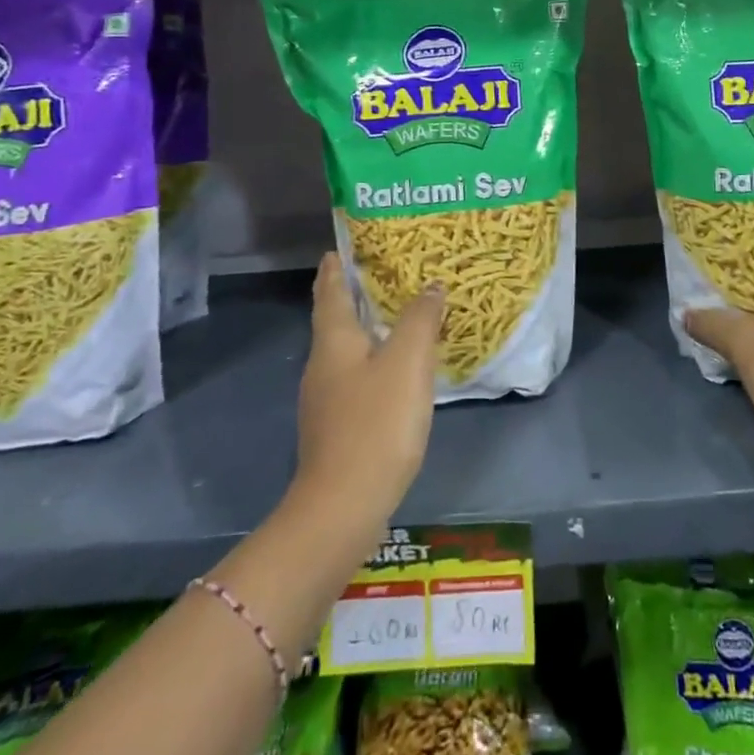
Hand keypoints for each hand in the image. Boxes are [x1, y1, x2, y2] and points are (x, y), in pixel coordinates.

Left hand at [294, 253, 445, 525]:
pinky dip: (374, 362)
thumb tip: (430, 286)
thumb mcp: (407, 363)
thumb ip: (420, 319)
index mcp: (334, 342)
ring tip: (397, 317)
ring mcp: (326, 400)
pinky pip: (356, 379)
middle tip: (383, 275)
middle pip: (335, 320)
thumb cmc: (376, 423)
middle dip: (353, 296)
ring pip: (346, 351)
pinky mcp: (338, 428)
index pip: (330, 292)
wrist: (343, 506)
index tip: (340, 248)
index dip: (335, 268)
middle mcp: (323, 365)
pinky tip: (396, 372)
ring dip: (367, 330)